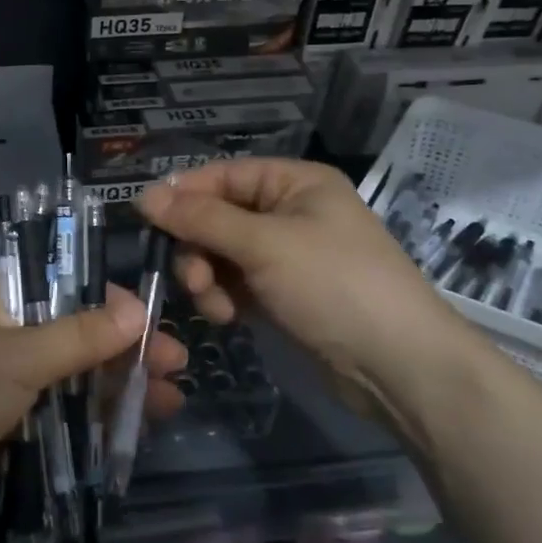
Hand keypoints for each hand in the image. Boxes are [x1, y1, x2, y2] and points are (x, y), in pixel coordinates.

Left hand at [0, 273, 186, 529]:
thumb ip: (78, 336)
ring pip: (73, 374)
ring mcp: (6, 377)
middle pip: (76, 331)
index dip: (110, 300)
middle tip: (175, 364)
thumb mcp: (18, 357)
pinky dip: (94, 415)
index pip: (64, 284)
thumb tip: (137, 311)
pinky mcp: (9, 420)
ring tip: (170, 400)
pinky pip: (61, 410)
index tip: (152, 319)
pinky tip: (134, 425)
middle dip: (124, 348)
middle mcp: (4, 331)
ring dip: (118, 385)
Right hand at [137, 160, 489, 422]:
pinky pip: (237, 283)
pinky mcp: (284, 294)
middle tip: (192, 280)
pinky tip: (227, 318)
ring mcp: (287, 256)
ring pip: (222, 254)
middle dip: (198, 248)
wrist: (398, 366)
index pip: (223, 176)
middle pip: (218, 217)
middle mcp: (290, 212)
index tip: (146, 220)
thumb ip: (201, 220)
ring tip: (216, 307)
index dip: (184, 195)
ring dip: (209, 278)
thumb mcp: (264, 245)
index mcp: (295, 183)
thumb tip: (143, 195)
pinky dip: (225, 297)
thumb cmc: (334, 286)